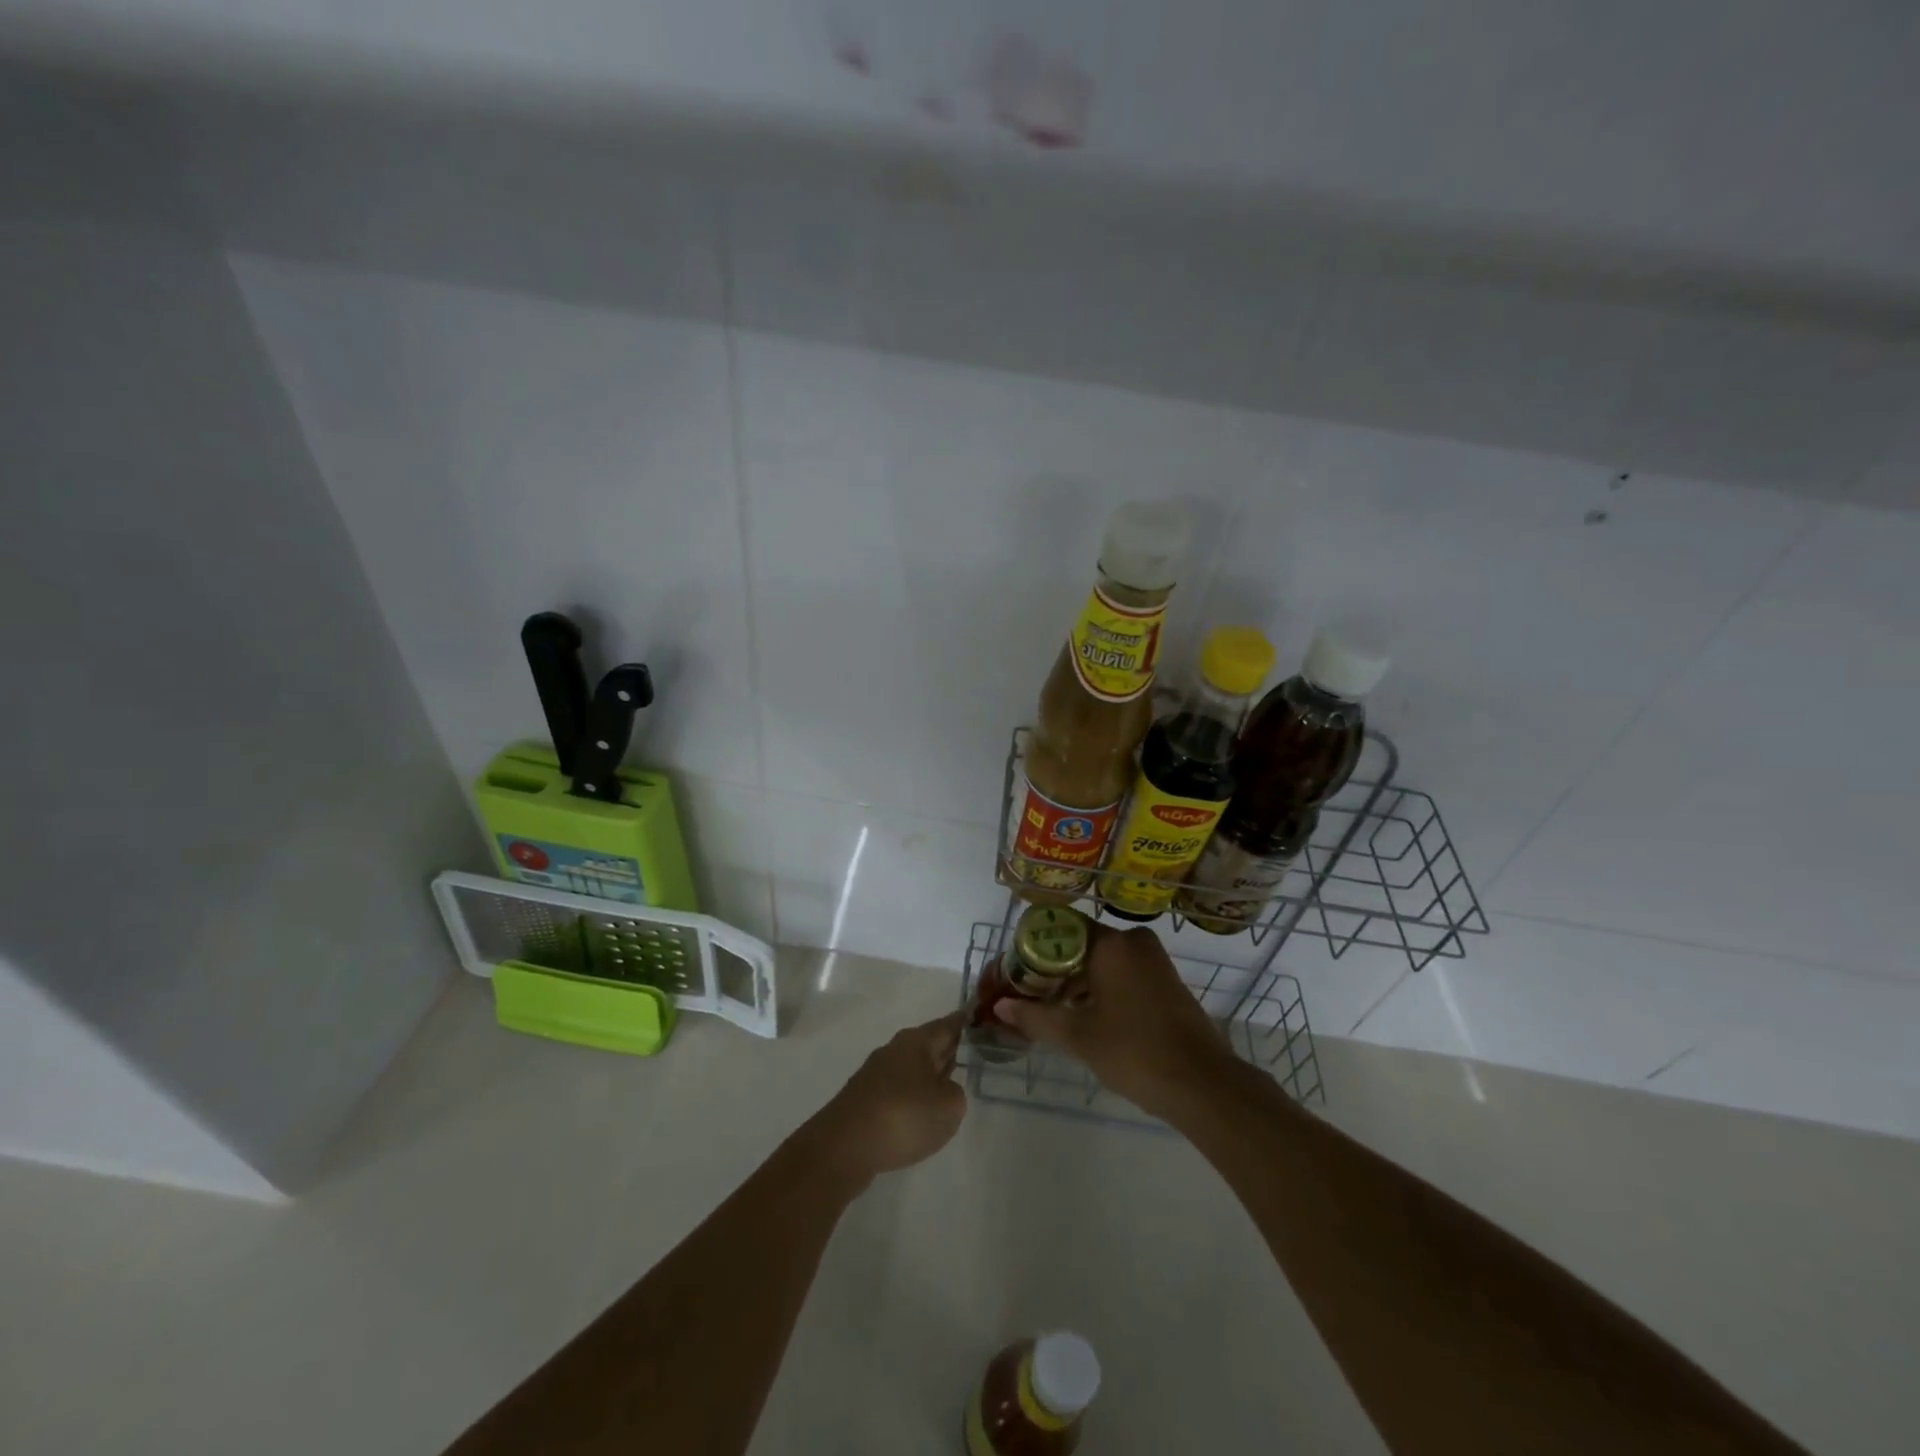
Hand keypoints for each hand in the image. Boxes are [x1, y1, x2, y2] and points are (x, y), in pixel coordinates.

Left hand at [805, 1012, 967, 1185]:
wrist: (844, 1146)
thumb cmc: (903, 1116)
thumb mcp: (949, 1106)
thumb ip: (955, 1094)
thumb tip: (943, 1090)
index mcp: (917, 1042)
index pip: (947, 1025)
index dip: (964, 1022)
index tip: (976, 1016)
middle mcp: (895, 1050)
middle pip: (928, 1045)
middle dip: (947, 1048)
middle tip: (971, 1050)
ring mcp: (876, 1075)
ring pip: (912, 1068)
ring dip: (929, 1074)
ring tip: (949, 1084)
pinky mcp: (864, 1100)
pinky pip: (898, 1090)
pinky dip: (912, 1096)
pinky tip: (920, 1113)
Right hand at [993, 923, 1234, 1118]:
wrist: (1202, 1084)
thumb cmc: (1134, 1051)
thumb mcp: (1078, 1036)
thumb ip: (1036, 1017)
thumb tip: (1000, 1008)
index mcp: (1111, 943)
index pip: (1060, 927)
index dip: (1032, 947)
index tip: (1013, 971)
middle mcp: (1133, 942)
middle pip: (1080, 944)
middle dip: (1051, 969)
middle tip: (1026, 994)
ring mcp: (1153, 961)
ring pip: (1101, 961)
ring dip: (1074, 982)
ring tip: (1047, 1010)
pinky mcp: (1165, 982)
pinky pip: (1121, 974)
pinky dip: (1099, 989)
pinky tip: (1082, 1016)